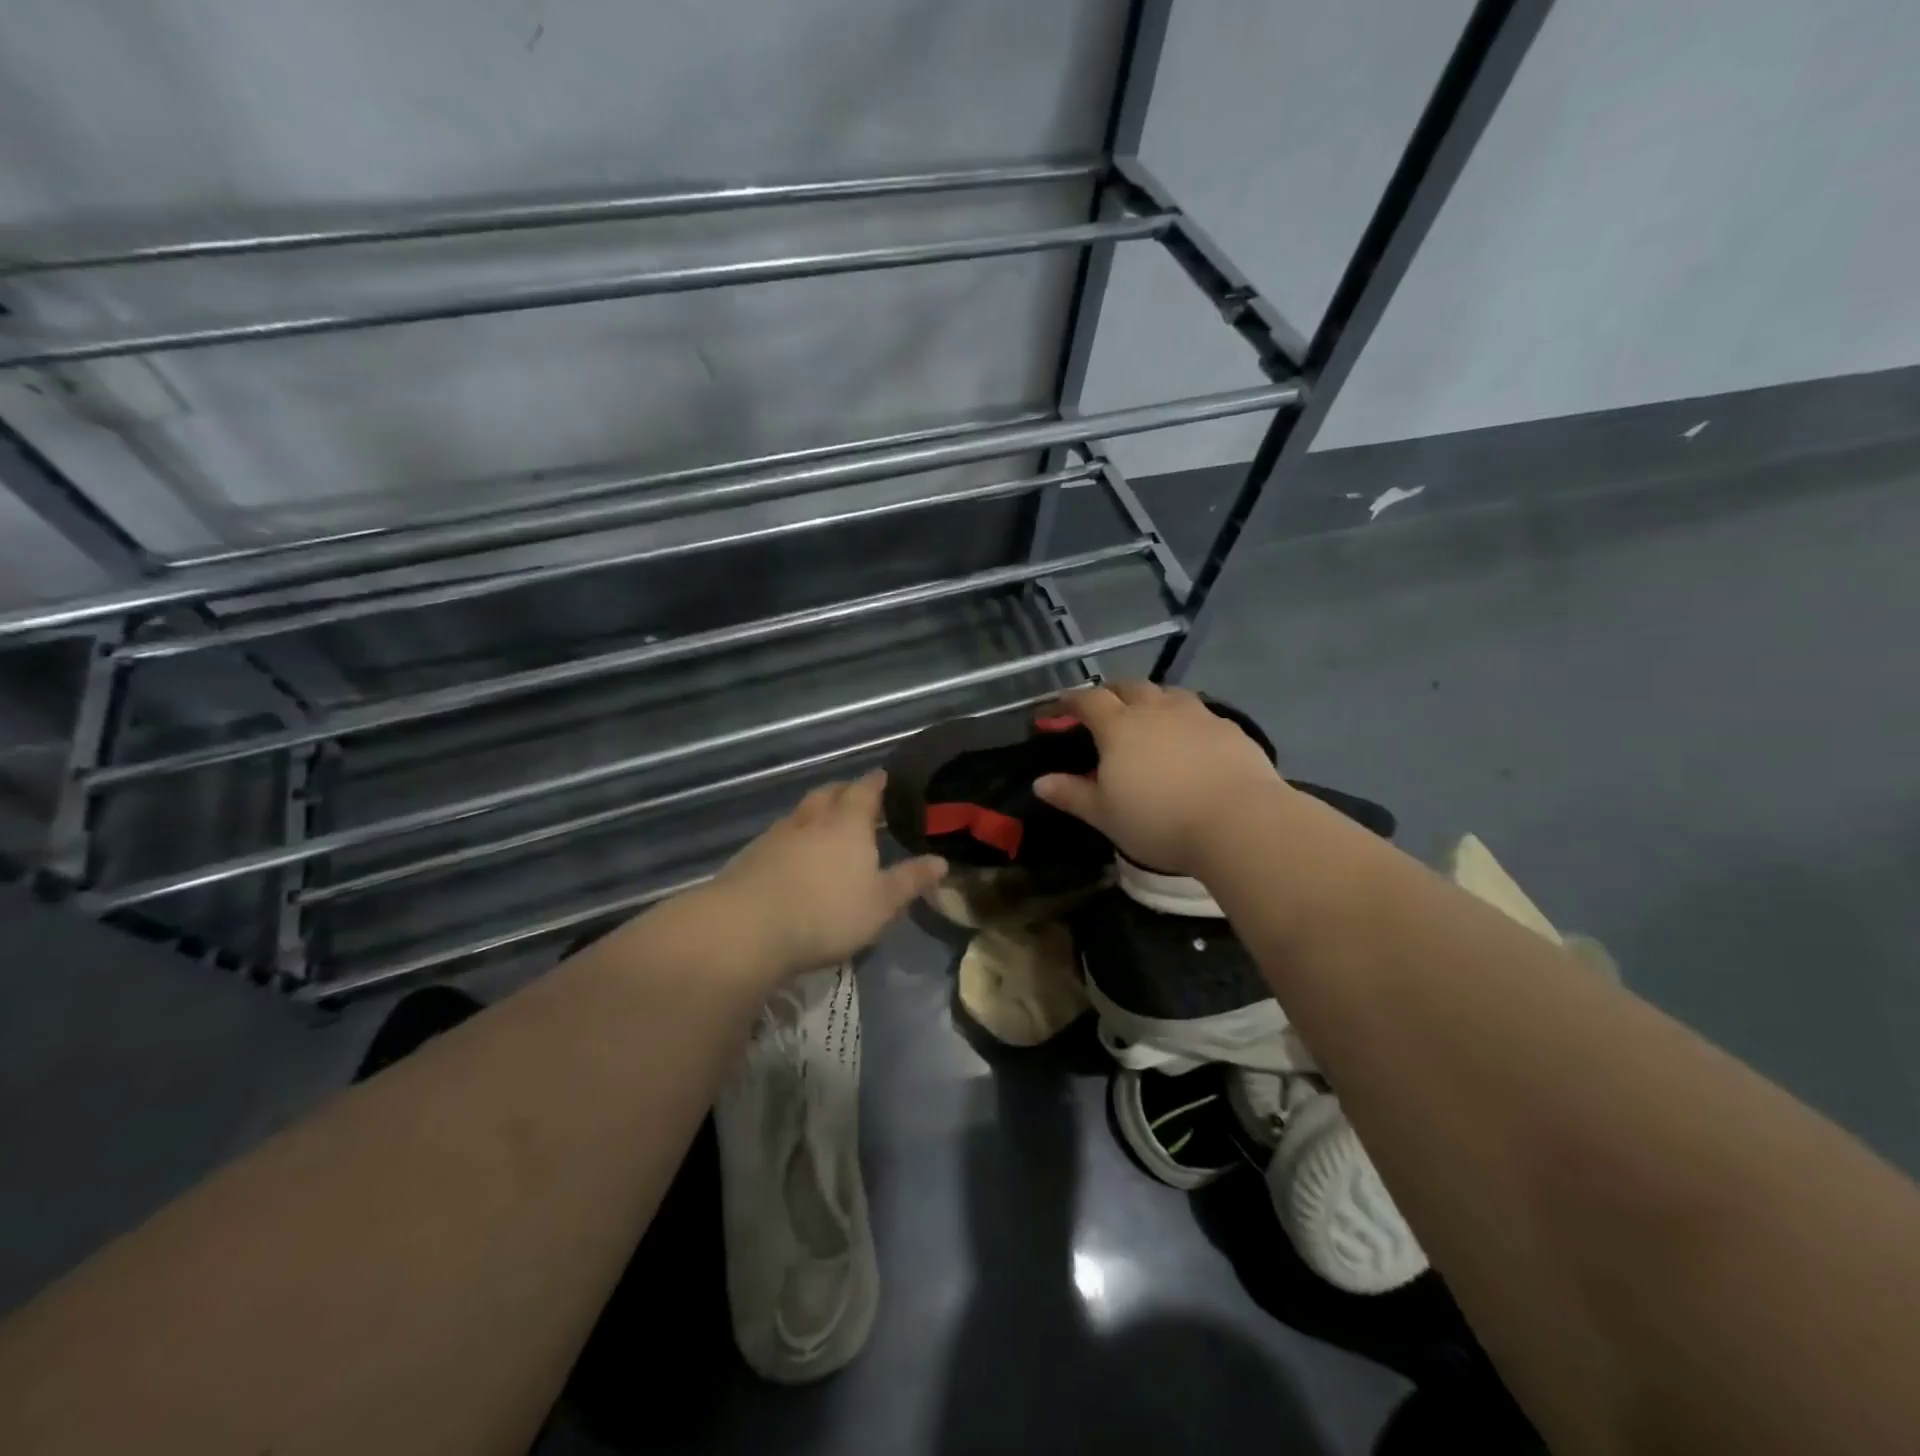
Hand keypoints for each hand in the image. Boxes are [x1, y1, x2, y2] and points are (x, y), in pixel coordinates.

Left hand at [704, 769, 946, 979]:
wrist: (748, 927)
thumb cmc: (827, 912)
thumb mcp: (881, 903)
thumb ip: (910, 880)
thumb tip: (941, 861)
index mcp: (848, 823)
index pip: (865, 790)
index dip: (876, 782)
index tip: (884, 777)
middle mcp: (813, 819)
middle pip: (830, 792)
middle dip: (845, 791)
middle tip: (857, 797)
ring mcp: (778, 834)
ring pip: (802, 812)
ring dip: (816, 812)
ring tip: (827, 825)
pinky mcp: (752, 854)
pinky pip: (780, 834)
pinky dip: (794, 836)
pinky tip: (794, 855)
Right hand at [1033, 681, 1281, 874]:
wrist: (1238, 822)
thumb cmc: (1159, 821)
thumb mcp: (1105, 815)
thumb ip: (1072, 795)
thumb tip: (1040, 783)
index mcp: (1119, 727)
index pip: (1088, 700)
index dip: (1070, 701)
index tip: (1058, 708)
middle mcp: (1156, 710)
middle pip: (1129, 686)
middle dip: (1111, 692)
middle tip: (1104, 707)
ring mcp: (1196, 715)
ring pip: (1168, 693)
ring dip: (1152, 699)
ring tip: (1148, 717)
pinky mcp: (1229, 728)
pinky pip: (1200, 712)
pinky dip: (1185, 718)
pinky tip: (1190, 739)